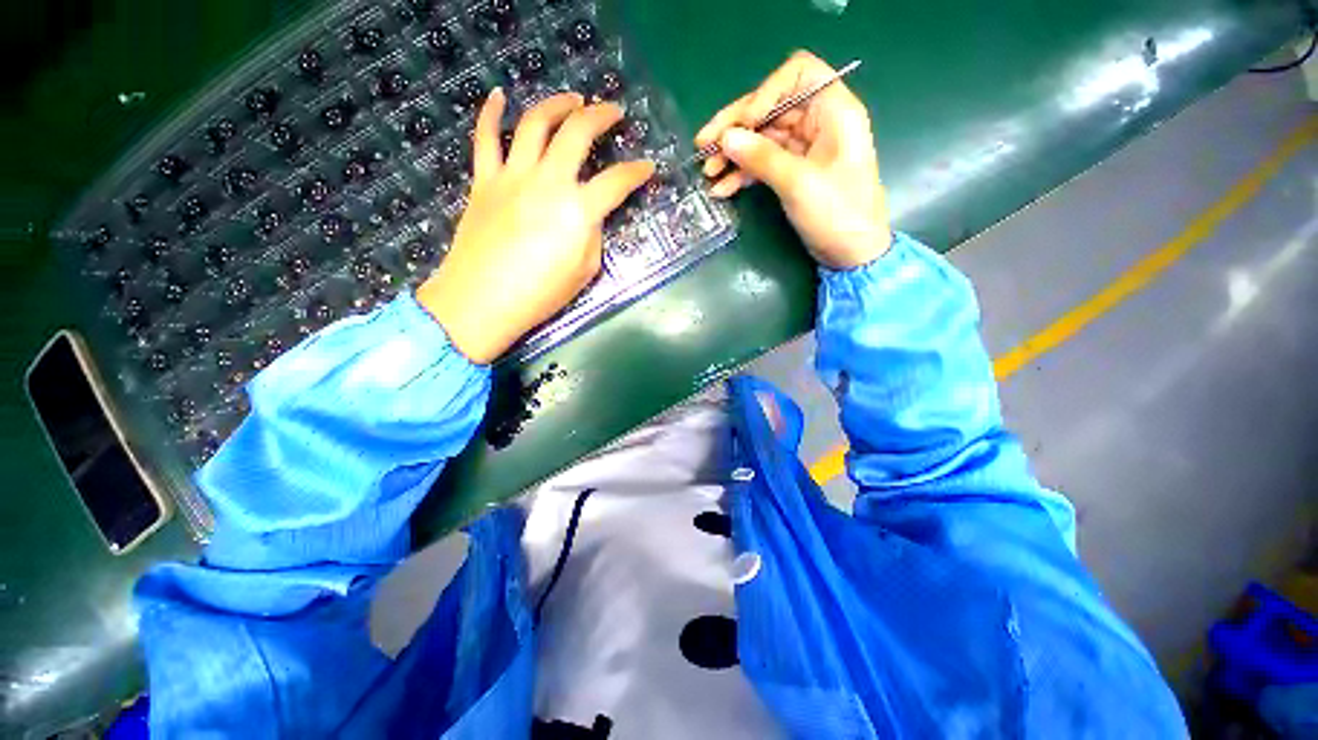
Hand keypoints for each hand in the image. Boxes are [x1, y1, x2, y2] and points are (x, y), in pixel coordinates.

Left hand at [417, 89, 654, 363]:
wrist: (482, 300)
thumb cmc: (540, 294)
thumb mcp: (585, 271)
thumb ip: (592, 235)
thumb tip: (589, 214)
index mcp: (578, 210)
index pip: (617, 181)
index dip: (637, 172)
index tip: (648, 166)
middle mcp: (548, 181)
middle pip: (577, 132)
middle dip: (600, 115)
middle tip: (613, 111)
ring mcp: (512, 175)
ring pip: (534, 123)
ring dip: (557, 104)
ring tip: (572, 98)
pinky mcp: (484, 180)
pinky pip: (485, 138)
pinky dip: (490, 112)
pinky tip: (498, 95)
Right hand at [696, 51, 891, 269]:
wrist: (851, 254)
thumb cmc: (837, 214)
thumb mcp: (798, 184)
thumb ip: (761, 157)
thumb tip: (726, 138)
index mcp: (833, 110)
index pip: (797, 73)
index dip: (766, 92)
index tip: (744, 124)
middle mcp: (818, 122)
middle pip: (771, 108)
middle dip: (737, 127)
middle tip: (703, 145)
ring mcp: (804, 149)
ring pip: (762, 138)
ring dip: (734, 153)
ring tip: (708, 172)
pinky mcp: (793, 172)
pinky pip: (763, 163)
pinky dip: (743, 174)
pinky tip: (722, 188)